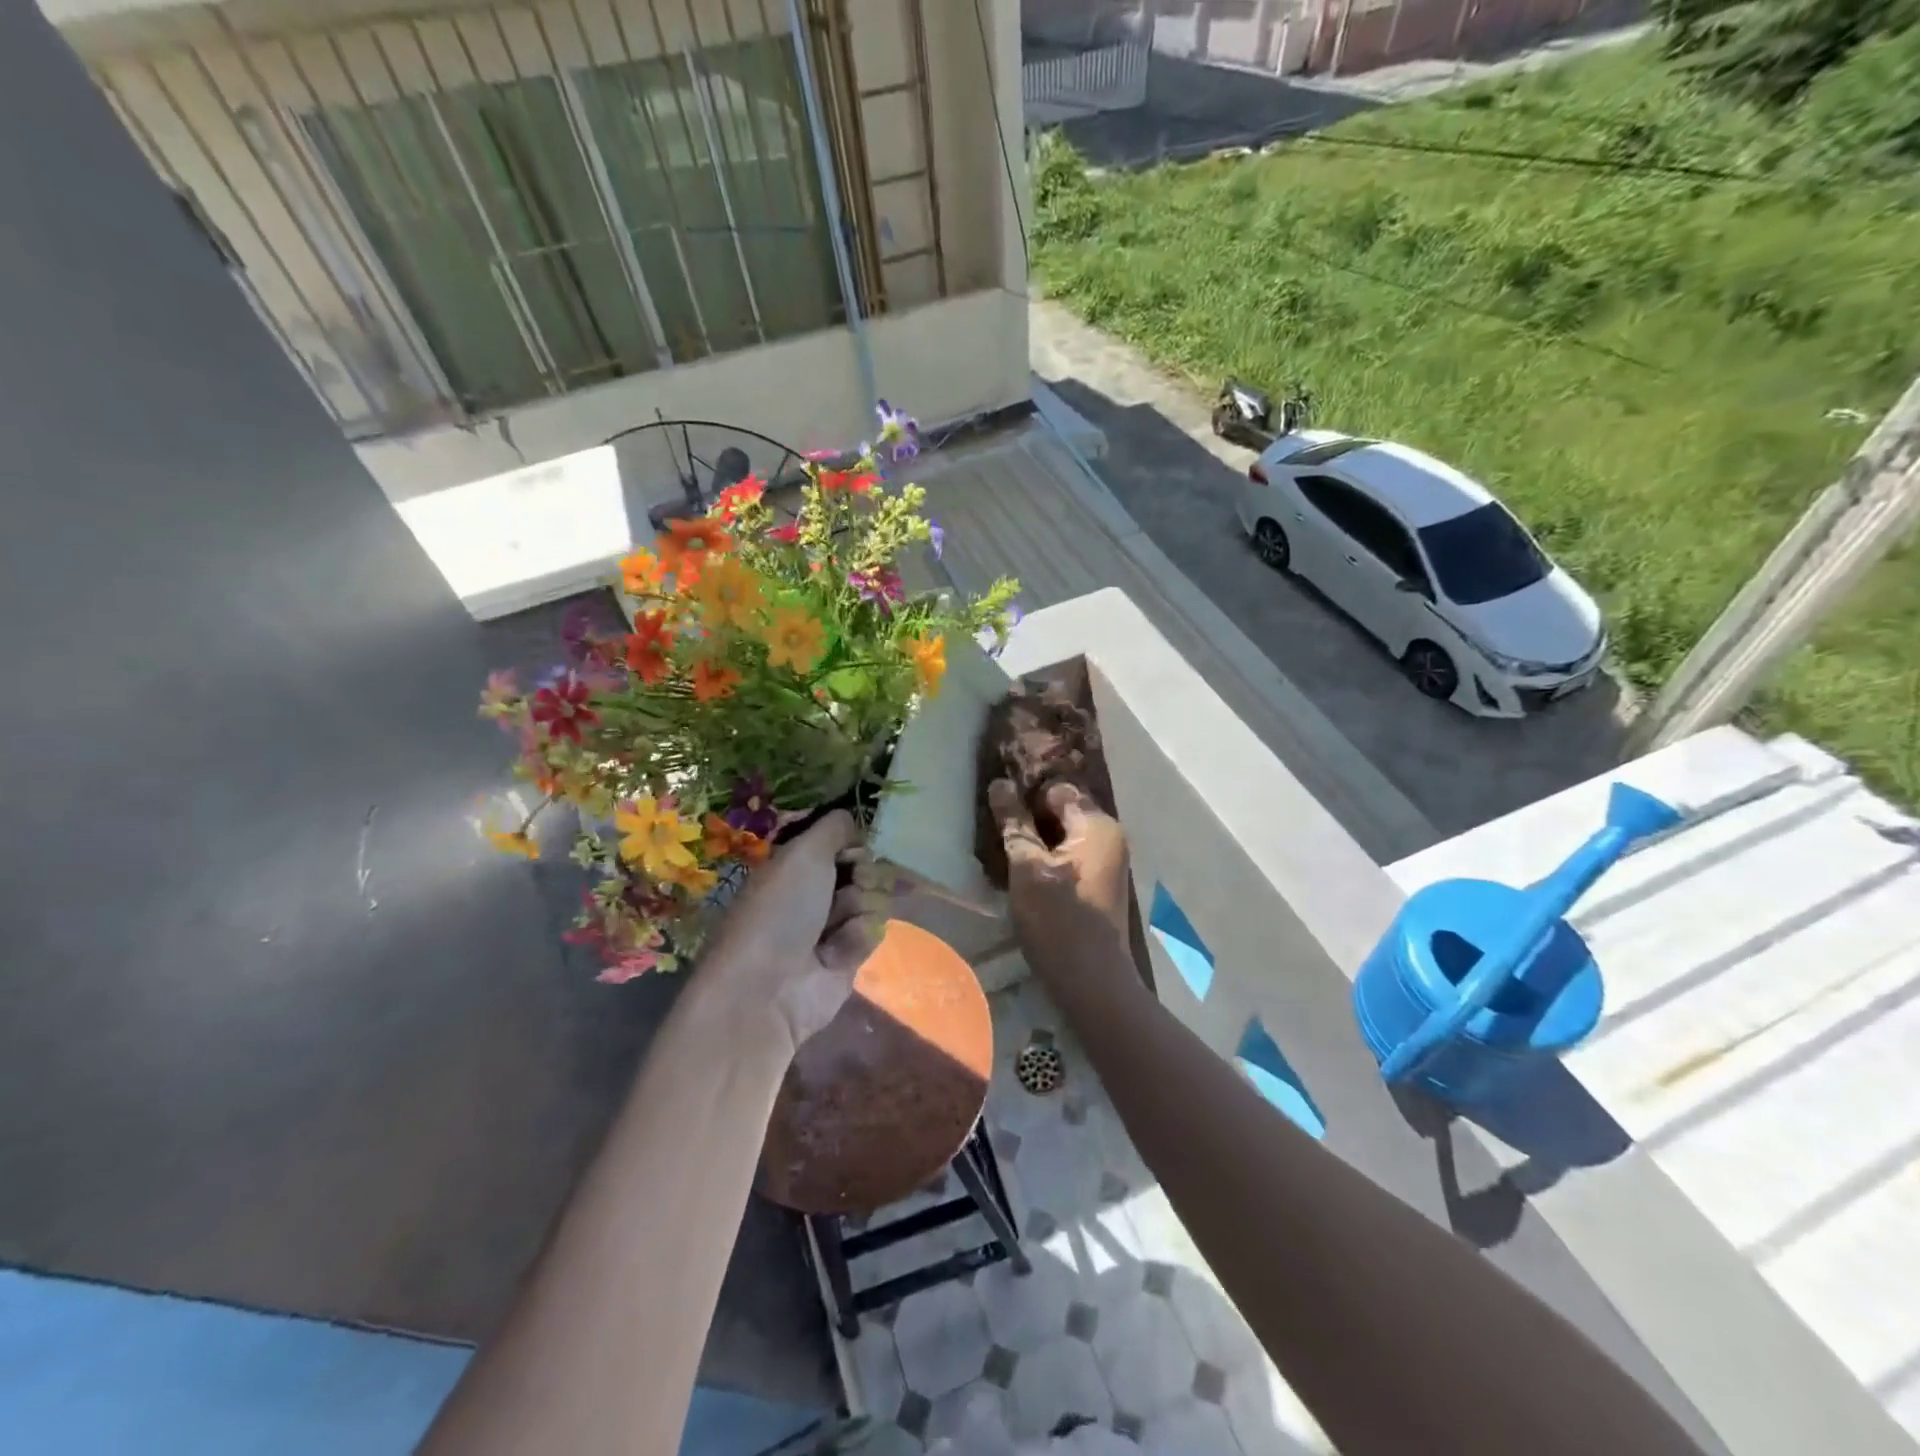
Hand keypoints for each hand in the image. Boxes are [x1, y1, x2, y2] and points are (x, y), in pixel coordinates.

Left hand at [698, 810, 892, 1058]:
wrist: (768, 989)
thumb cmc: (779, 912)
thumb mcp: (803, 854)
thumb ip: (833, 828)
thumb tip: (852, 819)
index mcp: (796, 865)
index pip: (841, 842)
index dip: (854, 844)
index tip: (854, 849)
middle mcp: (814, 891)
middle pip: (864, 868)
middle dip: (864, 875)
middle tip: (851, 885)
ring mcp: (832, 925)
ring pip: (873, 899)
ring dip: (861, 907)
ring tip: (836, 928)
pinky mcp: (848, 956)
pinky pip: (873, 931)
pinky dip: (859, 938)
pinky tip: (837, 954)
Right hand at [989, 778, 1132, 992]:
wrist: (1092, 982)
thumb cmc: (1058, 921)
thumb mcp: (1028, 869)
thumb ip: (1015, 824)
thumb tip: (999, 783)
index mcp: (1097, 825)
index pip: (1056, 789)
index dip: (1026, 794)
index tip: (996, 807)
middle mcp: (1109, 835)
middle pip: (1062, 810)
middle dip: (1029, 817)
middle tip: (995, 828)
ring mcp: (1106, 860)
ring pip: (1063, 834)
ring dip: (1036, 839)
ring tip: (1004, 850)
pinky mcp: (1098, 882)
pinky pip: (1069, 855)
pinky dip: (1048, 857)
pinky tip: (1023, 872)